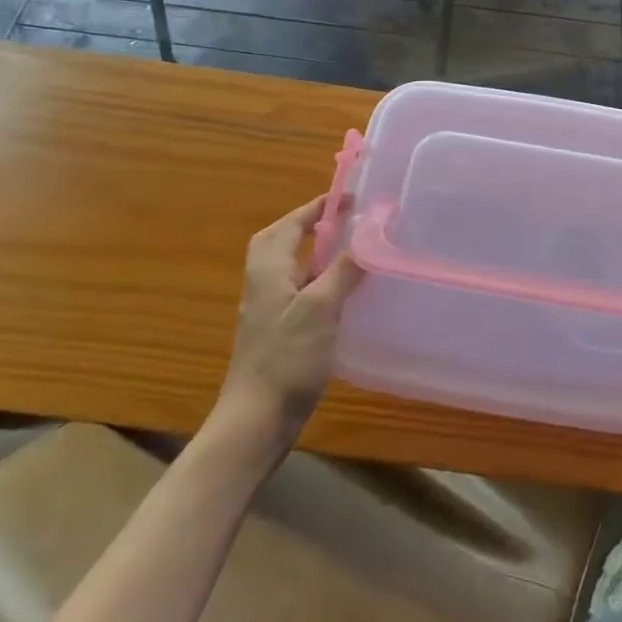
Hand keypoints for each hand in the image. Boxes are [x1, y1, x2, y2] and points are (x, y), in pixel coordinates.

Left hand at [212, 195, 364, 456]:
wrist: (255, 422)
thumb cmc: (286, 358)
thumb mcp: (320, 308)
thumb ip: (342, 269)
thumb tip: (366, 237)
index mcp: (268, 268)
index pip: (291, 223)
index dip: (319, 208)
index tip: (351, 198)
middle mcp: (264, 282)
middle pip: (284, 241)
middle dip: (313, 226)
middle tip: (347, 222)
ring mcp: (269, 310)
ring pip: (294, 268)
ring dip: (319, 254)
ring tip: (355, 251)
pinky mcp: (279, 333)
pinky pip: (301, 292)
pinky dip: (321, 282)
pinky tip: (348, 295)